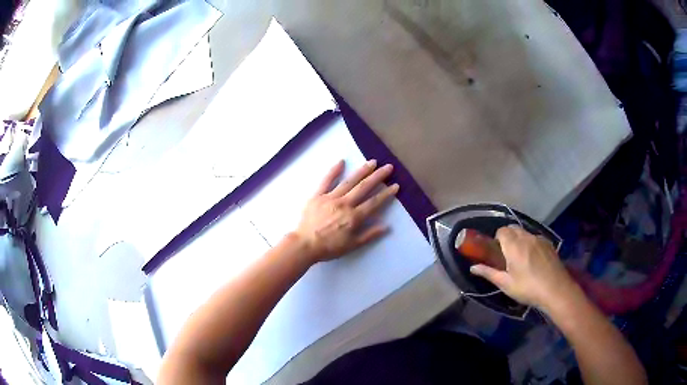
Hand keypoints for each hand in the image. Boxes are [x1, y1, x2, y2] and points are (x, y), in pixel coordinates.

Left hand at [295, 160, 398, 262]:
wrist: (304, 245)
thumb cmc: (329, 247)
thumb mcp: (352, 246)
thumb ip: (369, 235)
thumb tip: (386, 226)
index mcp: (354, 217)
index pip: (374, 202)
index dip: (386, 194)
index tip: (395, 185)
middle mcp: (344, 204)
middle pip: (364, 187)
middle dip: (378, 176)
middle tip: (388, 167)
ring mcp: (330, 198)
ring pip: (349, 182)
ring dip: (362, 171)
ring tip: (372, 162)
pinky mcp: (317, 195)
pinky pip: (326, 181)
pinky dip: (334, 171)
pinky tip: (341, 161)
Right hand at [469, 225, 579, 310]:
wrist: (555, 290)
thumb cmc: (528, 288)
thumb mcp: (506, 284)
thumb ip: (489, 273)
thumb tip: (473, 267)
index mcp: (514, 245)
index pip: (501, 231)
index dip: (497, 239)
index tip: (496, 252)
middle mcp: (526, 237)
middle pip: (513, 228)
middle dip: (507, 237)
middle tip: (506, 256)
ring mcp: (539, 239)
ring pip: (525, 233)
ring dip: (519, 240)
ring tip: (520, 258)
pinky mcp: (548, 244)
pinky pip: (535, 238)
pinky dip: (530, 243)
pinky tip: (534, 260)